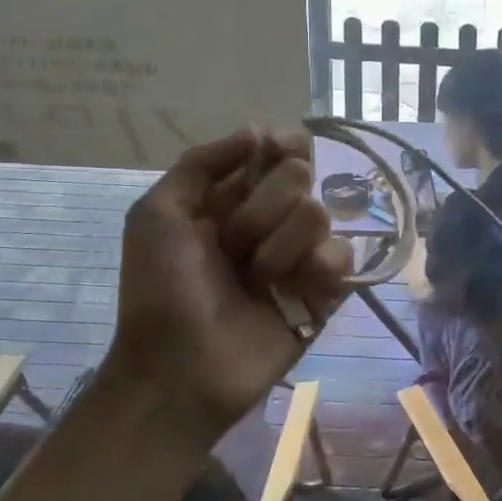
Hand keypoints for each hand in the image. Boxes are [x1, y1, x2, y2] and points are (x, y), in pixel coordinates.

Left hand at [105, 129, 350, 442]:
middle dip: (264, 208)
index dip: (282, 146)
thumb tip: (257, 131)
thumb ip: (200, 162)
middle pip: (301, 175)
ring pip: (321, 214)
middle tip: (235, 244)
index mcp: (232, 197)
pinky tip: (298, 289)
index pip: (277, 150)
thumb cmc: (161, 289)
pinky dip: (320, 268)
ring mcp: (300, 254)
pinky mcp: (326, 290)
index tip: (277, 151)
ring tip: (258, 280)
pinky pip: (344, 255)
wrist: (180, 369)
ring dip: (283, 246)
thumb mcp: (157, 214)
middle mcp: (271, 219)